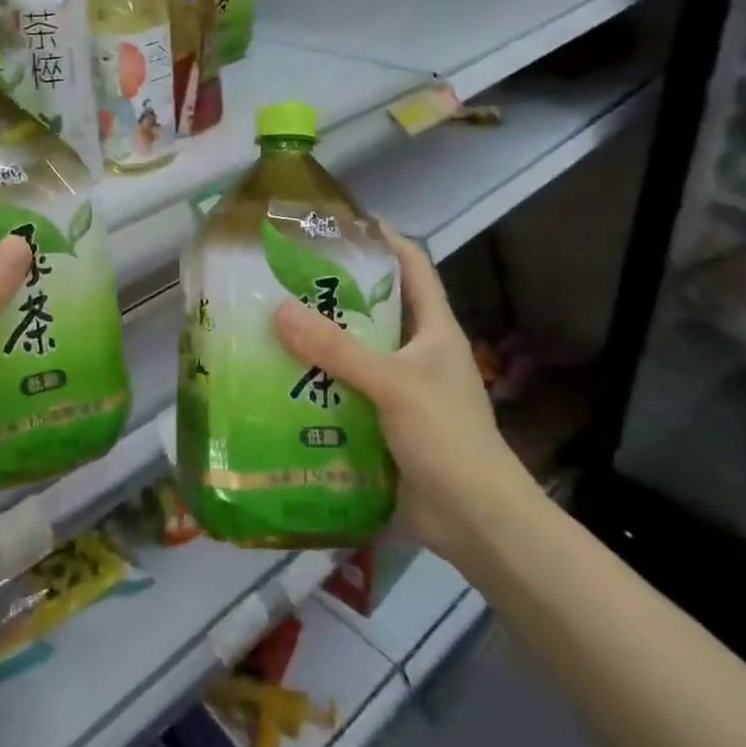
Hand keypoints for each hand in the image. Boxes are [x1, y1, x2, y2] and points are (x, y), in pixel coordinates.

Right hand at [273, 228, 537, 563]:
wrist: (476, 521)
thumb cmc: (447, 438)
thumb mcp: (393, 385)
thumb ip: (337, 350)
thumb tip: (278, 310)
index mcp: (433, 330)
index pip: (412, 266)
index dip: (382, 239)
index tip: (337, 224)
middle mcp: (416, 352)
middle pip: (373, 307)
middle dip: (332, 292)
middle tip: (282, 277)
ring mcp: (399, 389)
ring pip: (353, 352)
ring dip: (318, 341)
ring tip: (269, 324)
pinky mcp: (382, 423)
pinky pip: (343, 391)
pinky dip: (316, 383)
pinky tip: (279, 381)